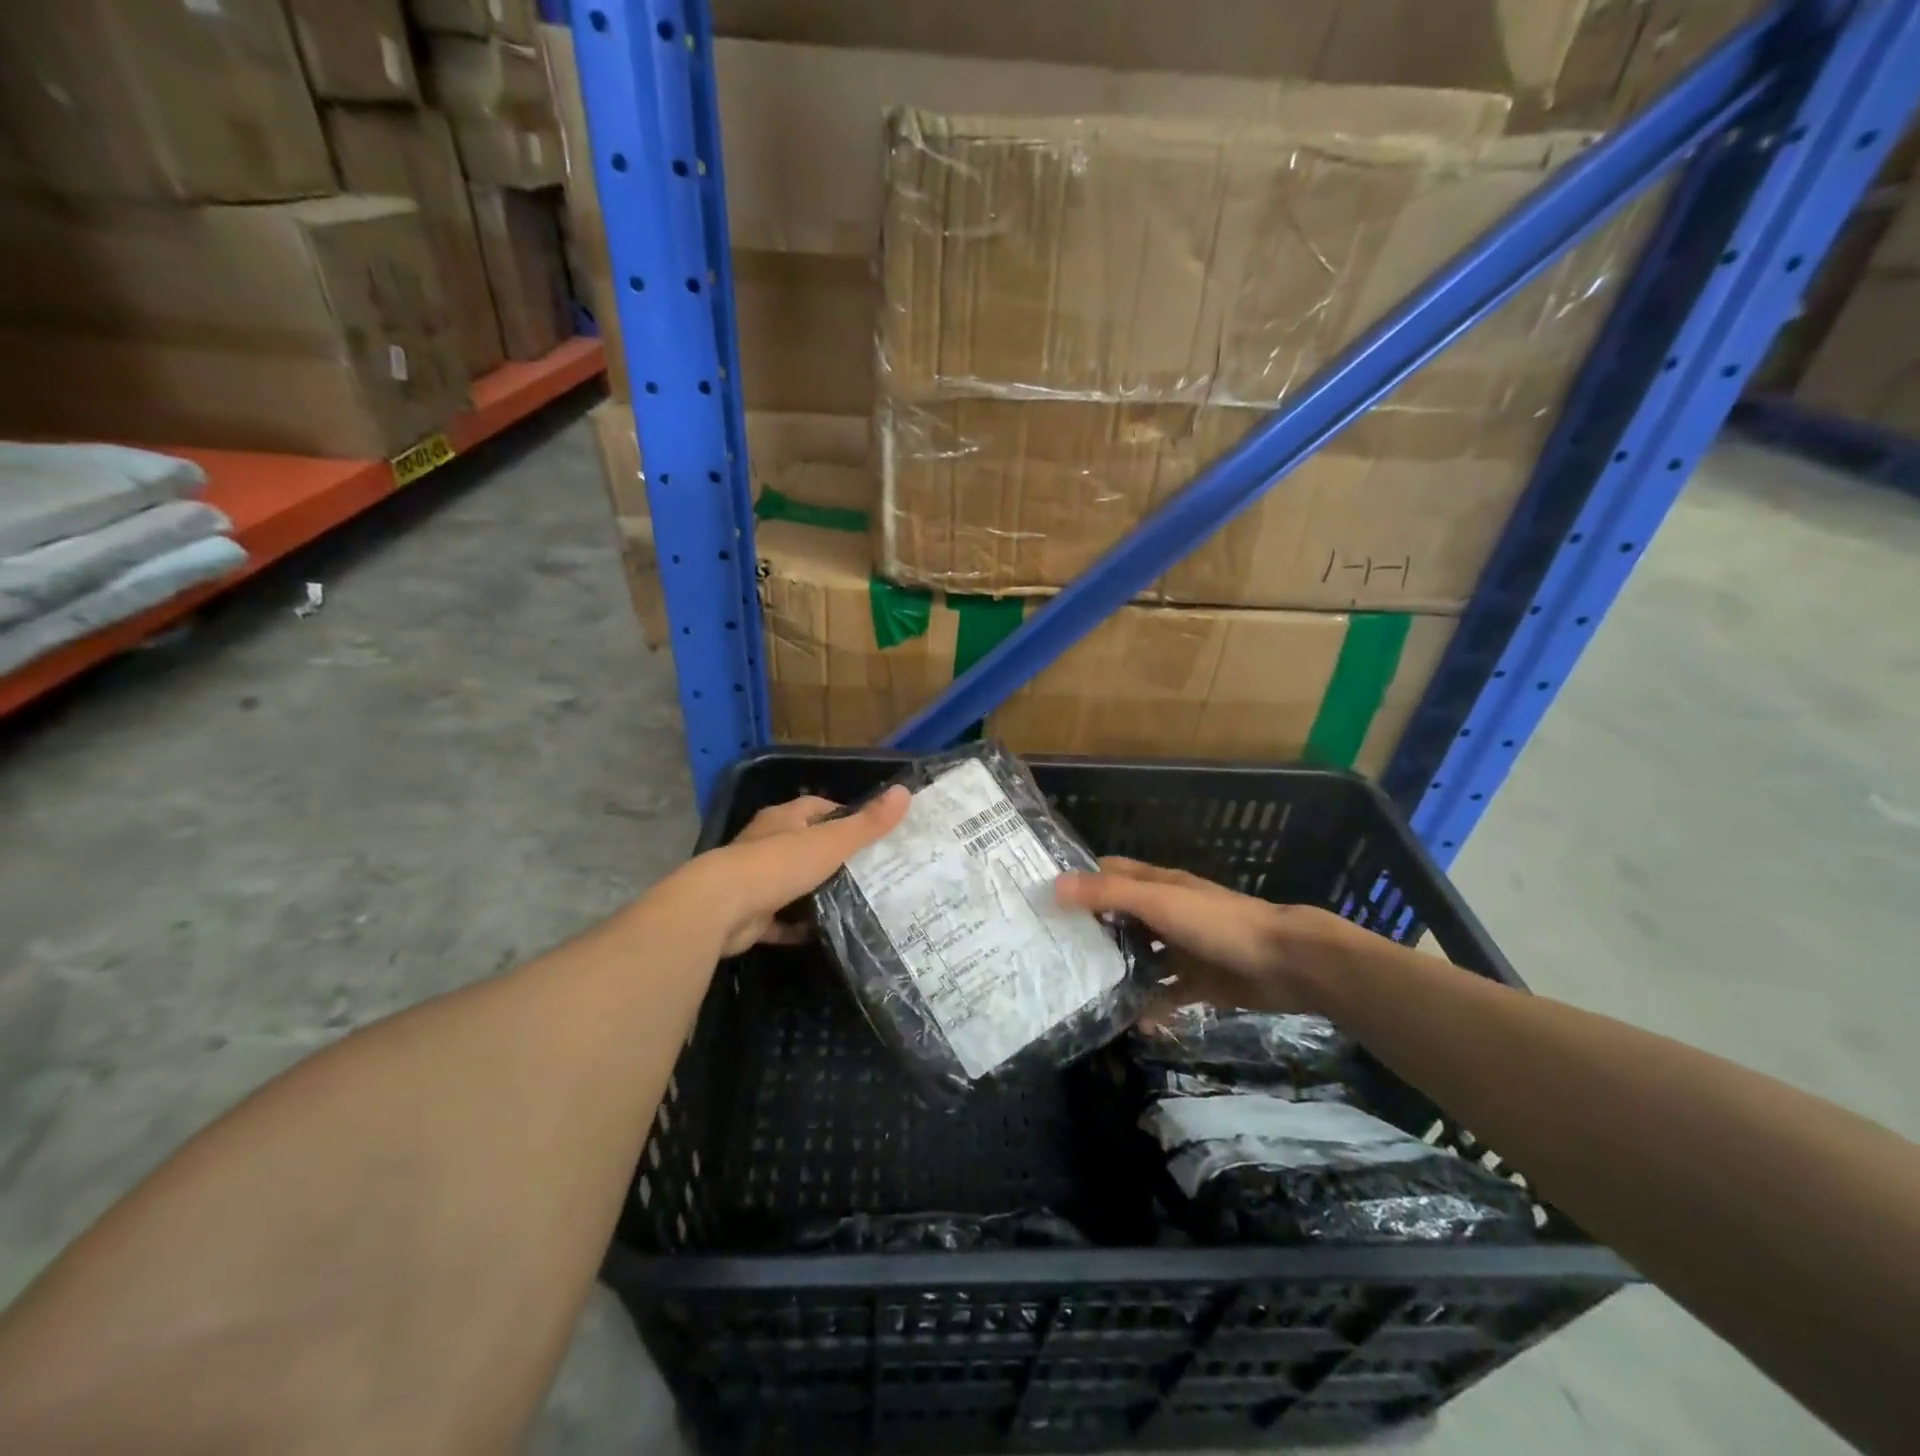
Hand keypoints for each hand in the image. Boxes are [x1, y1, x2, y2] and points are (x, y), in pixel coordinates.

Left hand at [691, 787, 909, 956]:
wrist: (722, 908)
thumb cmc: (779, 864)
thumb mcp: (832, 841)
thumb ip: (868, 823)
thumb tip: (905, 792)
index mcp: (783, 819)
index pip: (817, 807)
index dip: (843, 815)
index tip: (870, 832)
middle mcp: (766, 843)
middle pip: (804, 843)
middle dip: (831, 855)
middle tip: (870, 870)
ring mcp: (754, 879)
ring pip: (791, 881)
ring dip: (814, 891)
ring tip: (852, 901)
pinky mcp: (748, 913)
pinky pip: (779, 919)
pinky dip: (796, 926)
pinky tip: (820, 933)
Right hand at [1055, 857, 1369, 1018]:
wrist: (1286, 963)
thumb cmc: (1218, 923)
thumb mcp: (1159, 902)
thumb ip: (1109, 894)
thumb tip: (1054, 887)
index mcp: (1156, 884)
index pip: (1107, 873)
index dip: (1077, 881)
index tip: (1041, 900)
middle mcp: (1165, 911)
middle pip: (1119, 916)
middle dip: (1089, 932)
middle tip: (1051, 954)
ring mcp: (1181, 947)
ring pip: (1139, 957)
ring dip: (1116, 971)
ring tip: (1080, 992)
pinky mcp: (1198, 980)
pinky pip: (1165, 993)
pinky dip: (1150, 1006)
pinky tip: (1132, 1024)